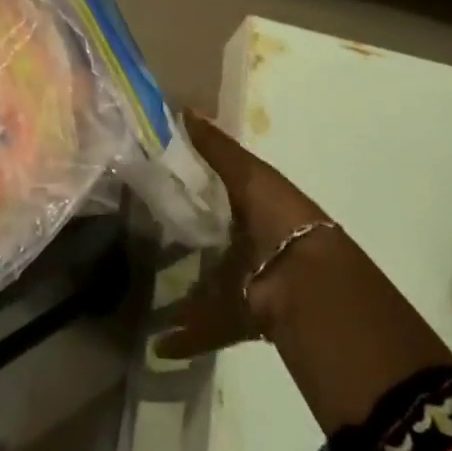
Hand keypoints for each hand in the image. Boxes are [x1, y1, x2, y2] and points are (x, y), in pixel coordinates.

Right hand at [157, 113, 328, 359]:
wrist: (312, 292)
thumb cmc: (280, 221)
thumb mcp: (249, 176)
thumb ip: (216, 148)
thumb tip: (182, 109)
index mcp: (259, 205)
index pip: (221, 188)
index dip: (192, 180)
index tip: (152, 174)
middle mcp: (254, 242)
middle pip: (213, 235)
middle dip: (183, 235)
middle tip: (139, 231)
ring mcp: (249, 283)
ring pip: (208, 281)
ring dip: (182, 287)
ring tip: (142, 287)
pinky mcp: (243, 319)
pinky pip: (209, 325)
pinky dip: (186, 335)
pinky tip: (156, 341)